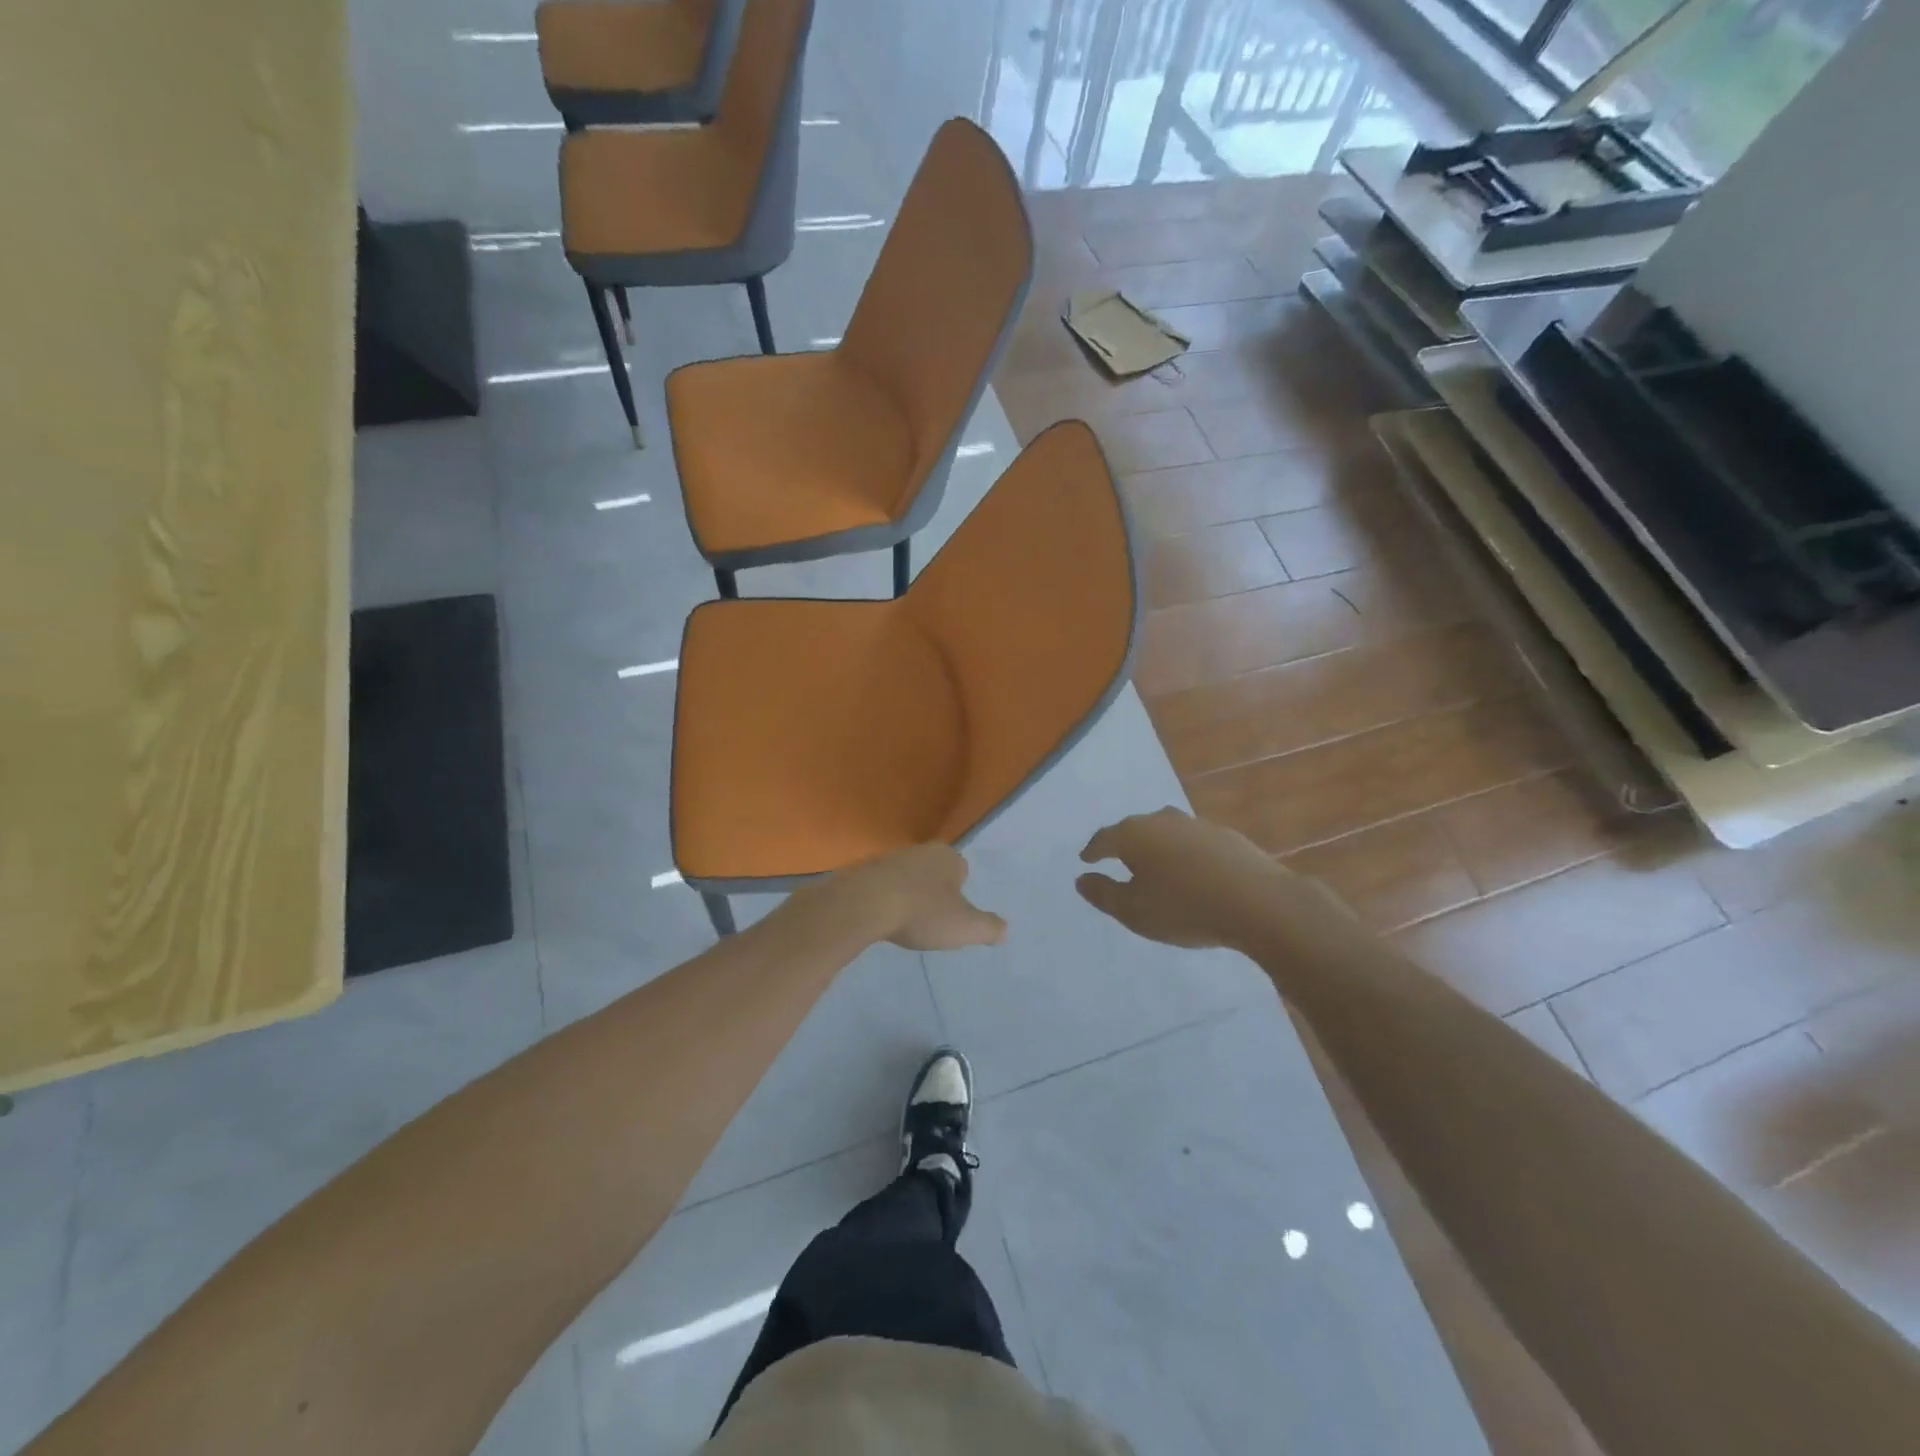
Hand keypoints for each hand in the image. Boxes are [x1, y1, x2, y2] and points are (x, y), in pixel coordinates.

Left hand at [825, 844, 1006, 951]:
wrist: (865, 904)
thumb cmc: (922, 912)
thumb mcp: (966, 927)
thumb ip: (989, 928)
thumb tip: (1004, 930)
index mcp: (948, 857)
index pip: (962, 870)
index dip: (959, 893)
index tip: (952, 915)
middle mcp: (920, 850)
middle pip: (934, 872)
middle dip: (934, 892)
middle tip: (930, 920)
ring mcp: (889, 858)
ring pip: (908, 877)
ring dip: (908, 895)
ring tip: (905, 922)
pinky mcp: (864, 870)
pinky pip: (883, 885)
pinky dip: (885, 899)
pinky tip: (882, 919)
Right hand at [1076, 808, 1349, 951]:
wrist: (1258, 902)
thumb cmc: (1184, 907)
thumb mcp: (1134, 911)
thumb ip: (1103, 894)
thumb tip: (1081, 878)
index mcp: (1134, 834)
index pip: (1104, 838)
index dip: (1093, 850)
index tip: (1086, 859)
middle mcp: (1162, 820)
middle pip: (1135, 830)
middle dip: (1124, 845)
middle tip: (1118, 861)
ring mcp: (1196, 824)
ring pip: (1166, 833)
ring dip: (1157, 848)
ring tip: (1155, 867)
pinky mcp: (1225, 835)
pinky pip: (1192, 843)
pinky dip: (1184, 854)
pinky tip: (1191, 872)